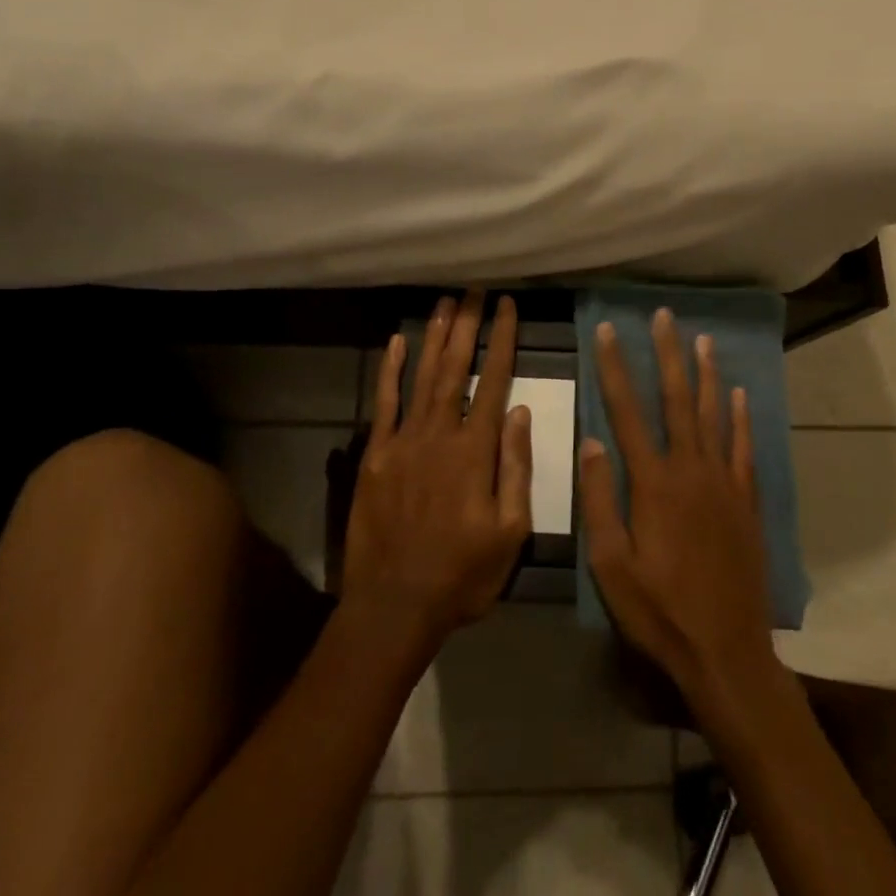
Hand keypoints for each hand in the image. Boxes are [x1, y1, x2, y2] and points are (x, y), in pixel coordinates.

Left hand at [343, 291, 533, 656]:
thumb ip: (516, 468)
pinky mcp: (376, 454)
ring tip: (446, 302)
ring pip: (423, 375)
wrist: (394, 605)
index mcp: (476, 450)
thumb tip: (519, 412)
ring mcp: (404, 440)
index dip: (502, 340)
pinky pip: (385, 403)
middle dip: (468, 325)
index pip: (494, 380)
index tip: (508, 307)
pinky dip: (391, 370)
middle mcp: (440, 433)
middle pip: (456, 367)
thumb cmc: (462, 573)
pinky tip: (397, 342)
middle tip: (475, 290)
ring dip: (435, 336)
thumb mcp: (510, 531)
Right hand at [580, 310, 778, 709]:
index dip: (615, 368)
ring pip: (714, 415)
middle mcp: (691, 470)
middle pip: (677, 400)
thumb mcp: (611, 565)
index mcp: (653, 483)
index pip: (628, 411)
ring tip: (702, 339)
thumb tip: (591, 441)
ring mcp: (724, 483)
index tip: (608, 331)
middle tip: (664, 316)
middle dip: (668, 354)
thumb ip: (599, 500)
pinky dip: (741, 418)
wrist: (727, 652)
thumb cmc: (659, 611)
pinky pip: (743, 448)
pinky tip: (739, 395)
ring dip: (706, 374)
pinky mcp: (747, 502)